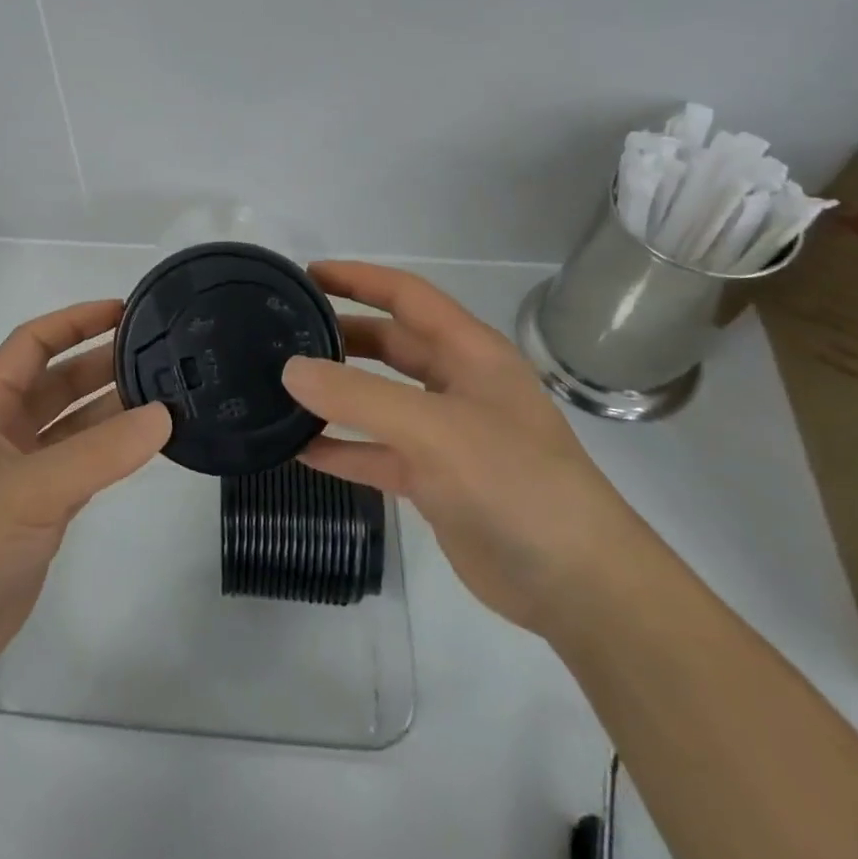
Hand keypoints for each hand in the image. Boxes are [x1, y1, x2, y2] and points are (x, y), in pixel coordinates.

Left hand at [0, 300, 171, 686]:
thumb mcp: (31, 488)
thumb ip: (100, 452)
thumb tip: (164, 414)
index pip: (33, 343)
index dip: (75, 321)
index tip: (125, 312)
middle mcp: (3, 430)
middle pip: (58, 381)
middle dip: (103, 364)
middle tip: (160, 355)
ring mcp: (21, 472)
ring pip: (74, 425)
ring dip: (112, 409)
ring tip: (166, 395)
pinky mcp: (39, 510)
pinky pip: (82, 465)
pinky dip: (111, 453)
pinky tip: (145, 446)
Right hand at [282, 261, 649, 634]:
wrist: (575, 584)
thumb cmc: (513, 482)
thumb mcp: (432, 428)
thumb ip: (358, 397)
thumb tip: (291, 369)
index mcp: (470, 353)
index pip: (407, 296)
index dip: (359, 279)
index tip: (308, 274)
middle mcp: (457, 385)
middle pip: (390, 345)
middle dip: (342, 335)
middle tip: (285, 333)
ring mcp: (445, 435)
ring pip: (379, 400)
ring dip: (336, 394)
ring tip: (282, 386)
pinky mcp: (434, 480)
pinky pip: (377, 452)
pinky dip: (342, 449)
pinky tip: (300, 450)